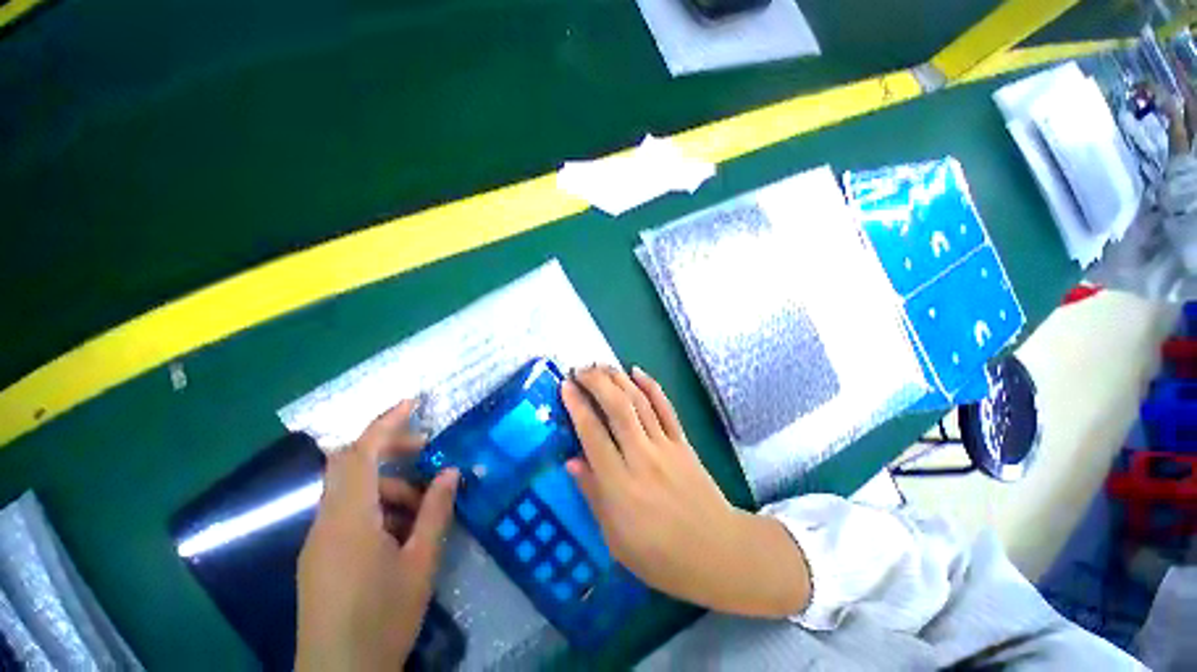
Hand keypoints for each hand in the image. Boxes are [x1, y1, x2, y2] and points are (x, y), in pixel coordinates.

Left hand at [295, 400, 458, 670]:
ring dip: (390, 486)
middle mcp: (326, 522)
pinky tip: (402, 532)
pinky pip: (348, 514)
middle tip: (428, 453)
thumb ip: (436, 511)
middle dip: (391, 450)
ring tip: (423, 507)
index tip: (412, 402)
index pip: (360, 452)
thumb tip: (452, 471)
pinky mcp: (320, 557)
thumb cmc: (383, 618)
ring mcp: (319, 540)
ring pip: (353, 491)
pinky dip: (378, 508)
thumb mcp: (420, 561)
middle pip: (352, 465)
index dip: (385, 422)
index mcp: (349, 519)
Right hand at [562, 366, 810, 617]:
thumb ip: (593, 495)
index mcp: (620, 486)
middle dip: (596, 382)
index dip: (577, 406)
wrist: (718, 552)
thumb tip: (571, 461)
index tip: (565, 386)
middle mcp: (642, 458)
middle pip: (617, 408)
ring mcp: (666, 446)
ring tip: (601, 365)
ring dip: (619, 379)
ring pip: (639, 402)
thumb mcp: (616, 539)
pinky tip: (637, 371)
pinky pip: (666, 408)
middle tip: (580, 370)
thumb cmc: (661, 556)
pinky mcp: (684, 442)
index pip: (593, 434)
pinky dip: (651, 386)